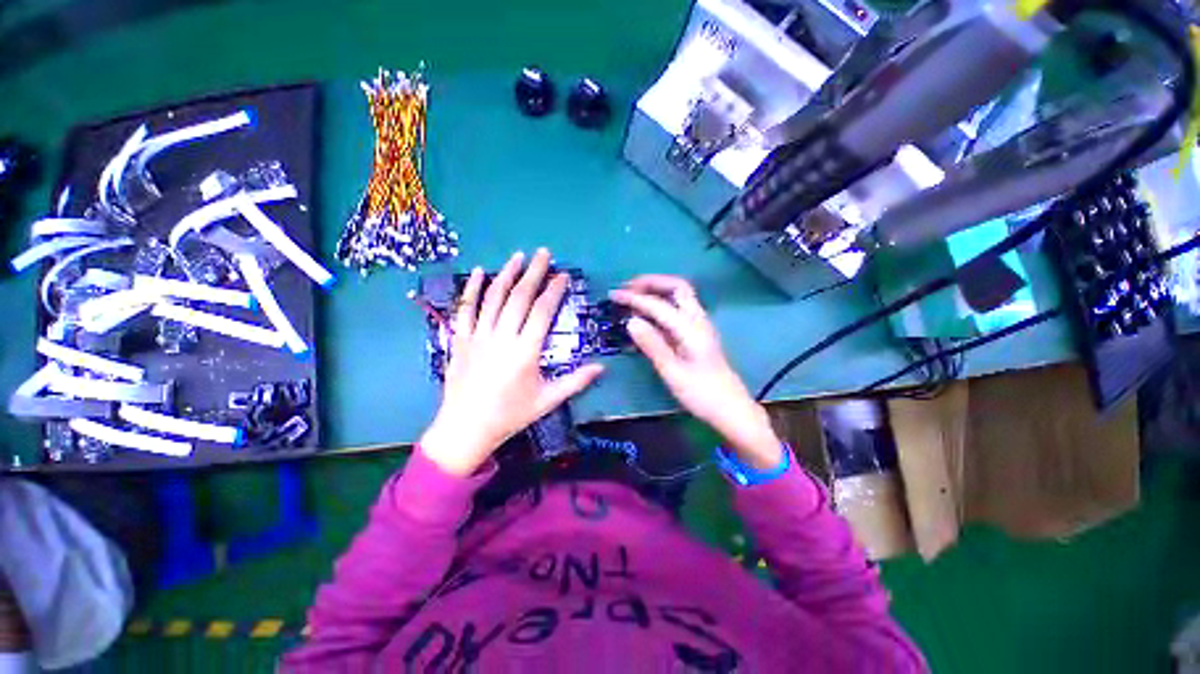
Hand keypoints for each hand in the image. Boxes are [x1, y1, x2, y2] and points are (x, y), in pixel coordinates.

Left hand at [420, 249, 604, 475]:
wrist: (466, 428)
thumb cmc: (511, 415)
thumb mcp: (548, 400)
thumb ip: (576, 381)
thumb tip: (602, 368)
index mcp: (526, 351)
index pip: (542, 311)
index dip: (554, 290)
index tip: (562, 275)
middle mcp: (502, 337)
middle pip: (519, 297)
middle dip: (533, 272)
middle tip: (543, 253)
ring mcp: (478, 336)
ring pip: (493, 297)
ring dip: (506, 274)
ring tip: (517, 256)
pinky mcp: (460, 340)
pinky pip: (465, 309)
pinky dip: (471, 289)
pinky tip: (477, 272)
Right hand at [610, 275, 781, 469]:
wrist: (731, 409)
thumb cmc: (702, 394)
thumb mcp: (673, 372)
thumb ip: (652, 345)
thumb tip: (631, 321)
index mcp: (691, 329)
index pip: (658, 305)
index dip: (634, 298)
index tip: (613, 295)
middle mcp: (697, 320)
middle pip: (676, 287)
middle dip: (650, 282)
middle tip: (627, 288)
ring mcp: (699, 325)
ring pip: (679, 296)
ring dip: (656, 290)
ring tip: (633, 296)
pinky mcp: (697, 333)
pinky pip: (678, 309)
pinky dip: (661, 304)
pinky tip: (647, 315)